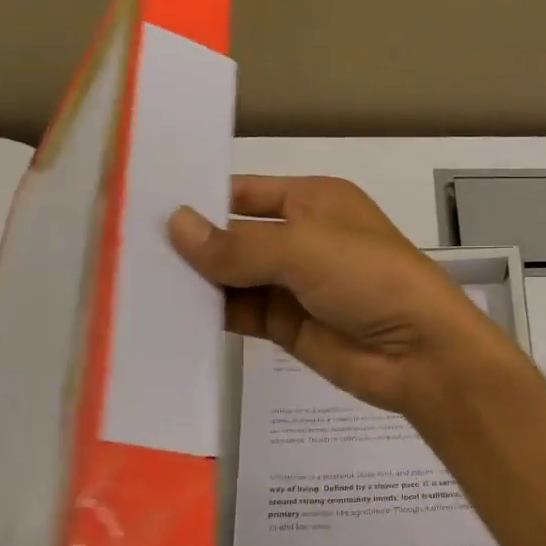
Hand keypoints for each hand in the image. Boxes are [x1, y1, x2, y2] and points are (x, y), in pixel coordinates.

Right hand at [169, 175, 517, 419]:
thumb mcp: (304, 249)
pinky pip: (242, 312)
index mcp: (313, 200)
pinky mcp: (288, 325)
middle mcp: (302, 237)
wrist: (419, 353)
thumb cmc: (368, 278)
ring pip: (235, 276)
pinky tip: (171, 314)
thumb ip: (238, 244)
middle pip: (235, 235)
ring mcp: (295, 284)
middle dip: (193, 242)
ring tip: (136, 280)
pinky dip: (212, 313)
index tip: (145, 206)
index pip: (245, 191)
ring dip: (197, 280)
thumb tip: (176, 226)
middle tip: (126, 246)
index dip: (202, 198)